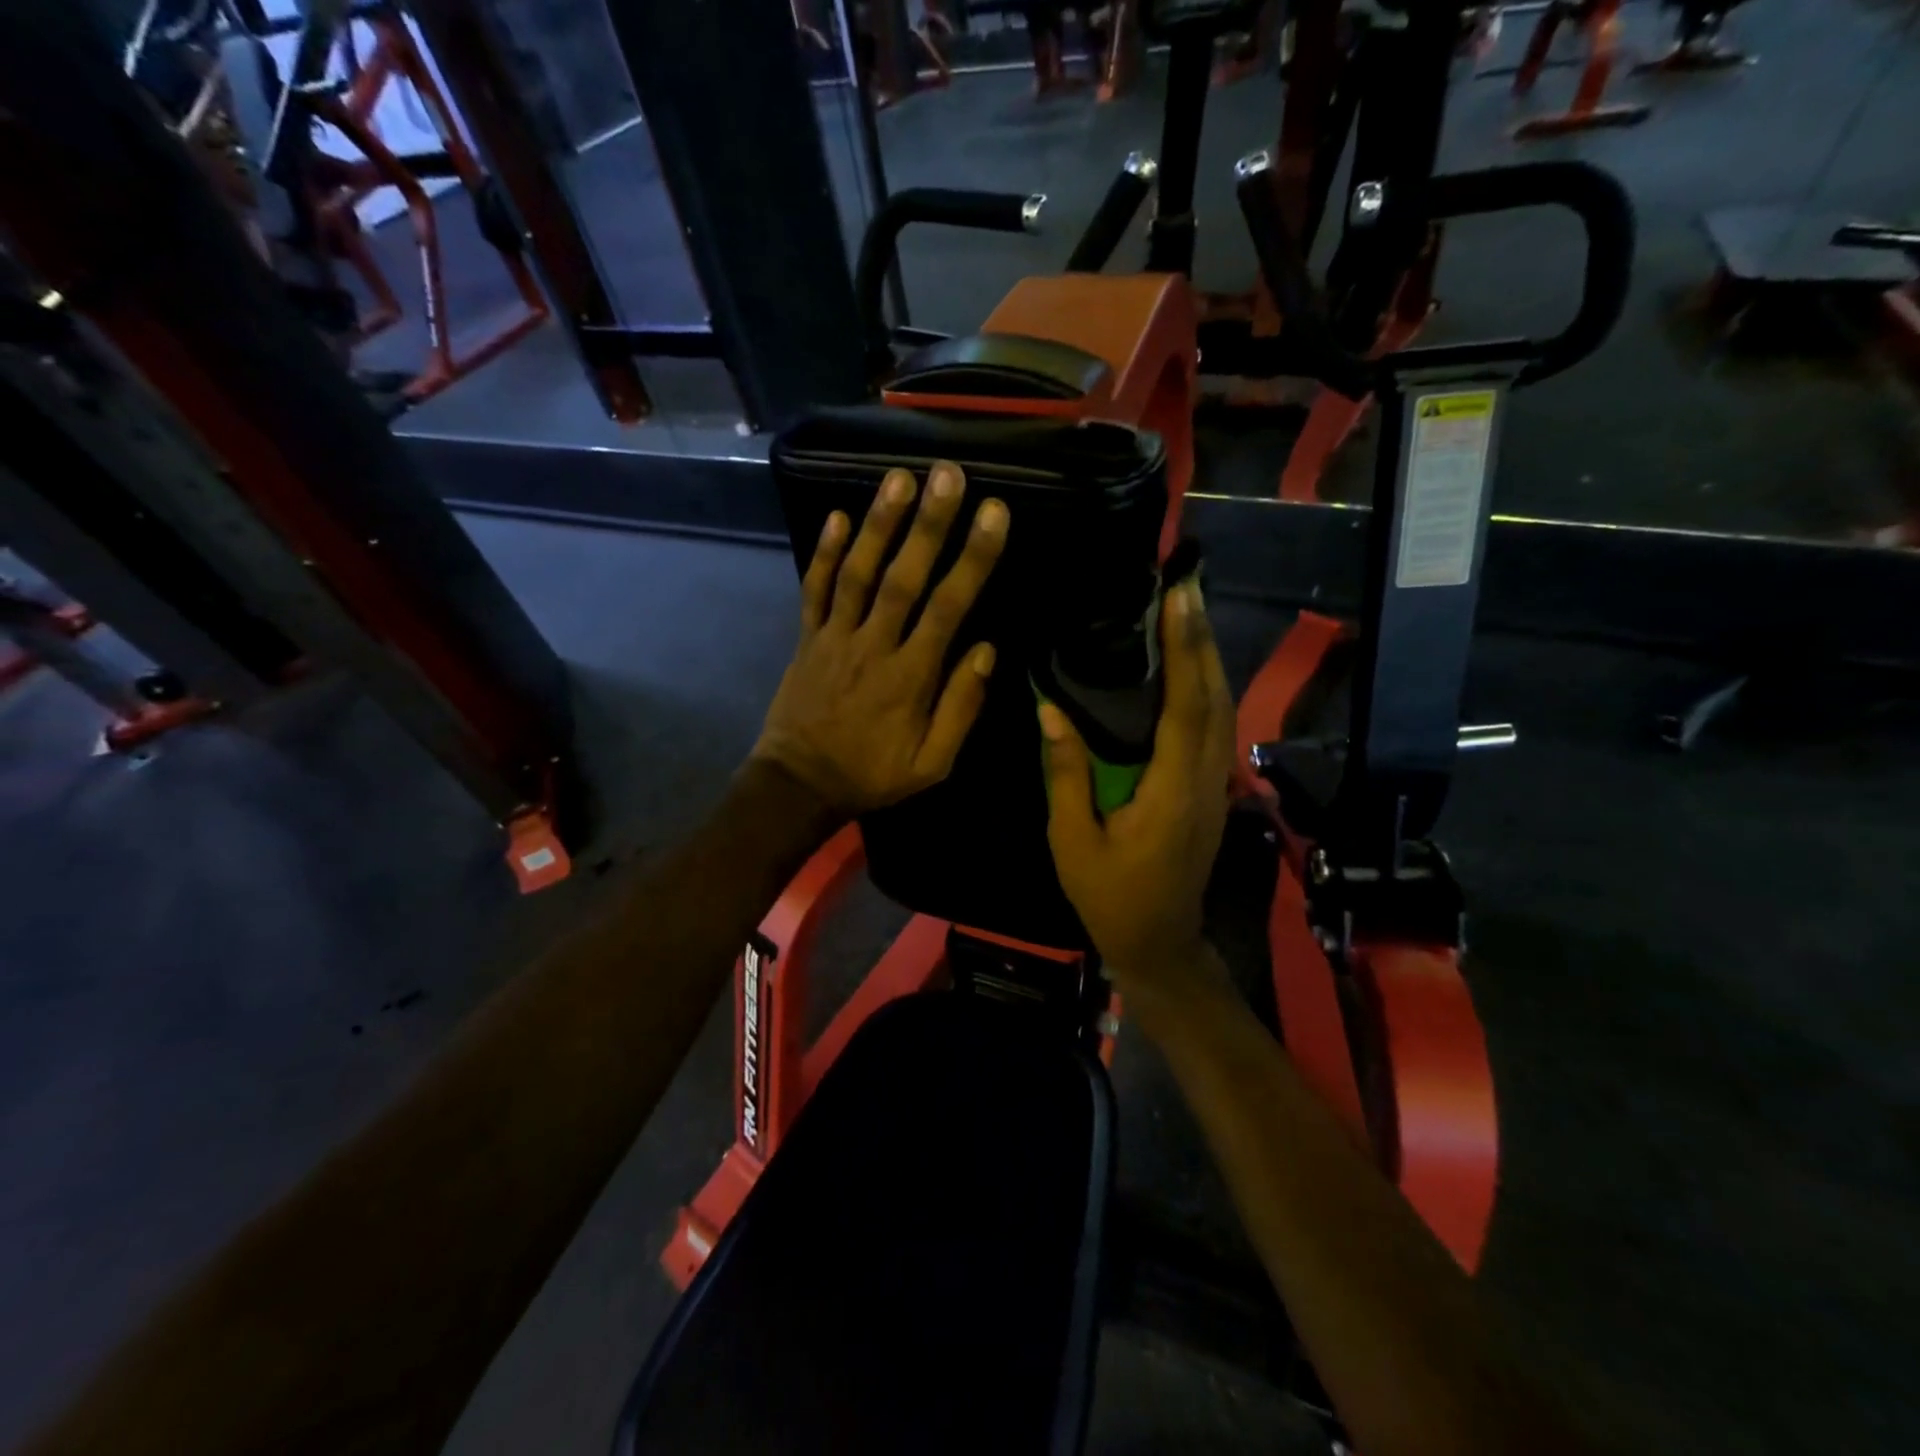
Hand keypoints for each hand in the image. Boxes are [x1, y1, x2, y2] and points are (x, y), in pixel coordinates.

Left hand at [753, 462, 1008, 816]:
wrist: (799, 785)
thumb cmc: (872, 775)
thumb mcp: (932, 763)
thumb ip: (961, 707)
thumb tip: (987, 650)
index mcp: (911, 677)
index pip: (948, 608)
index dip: (972, 559)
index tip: (994, 514)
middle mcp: (873, 646)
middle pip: (903, 578)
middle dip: (927, 524)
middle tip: (947, 474)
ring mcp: (834, 638)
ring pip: (857, 574)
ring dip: (878, 525)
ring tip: (898, 478)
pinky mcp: (807, 638)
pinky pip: (814, 591)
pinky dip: (823, 553)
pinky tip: (837, 515)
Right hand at [1041, 579, 1235, 1002]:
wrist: (1160, 943)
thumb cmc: (1111, 896)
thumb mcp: (1074, 840)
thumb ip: (1067, 774)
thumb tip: (1050, 711)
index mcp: (1172, 790)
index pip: (1186, 707)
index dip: (1185, 649)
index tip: (1179, 598)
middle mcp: (1206, 779)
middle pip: (1215, 697)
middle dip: (1203, 638)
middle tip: (1186, 585)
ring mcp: (1216, 785)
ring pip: (1222, 709)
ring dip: (1209, 657)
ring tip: (1188, 613)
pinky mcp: (1212, 790)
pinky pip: (1215, 726)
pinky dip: (1206, 687)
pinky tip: (1189, 667)